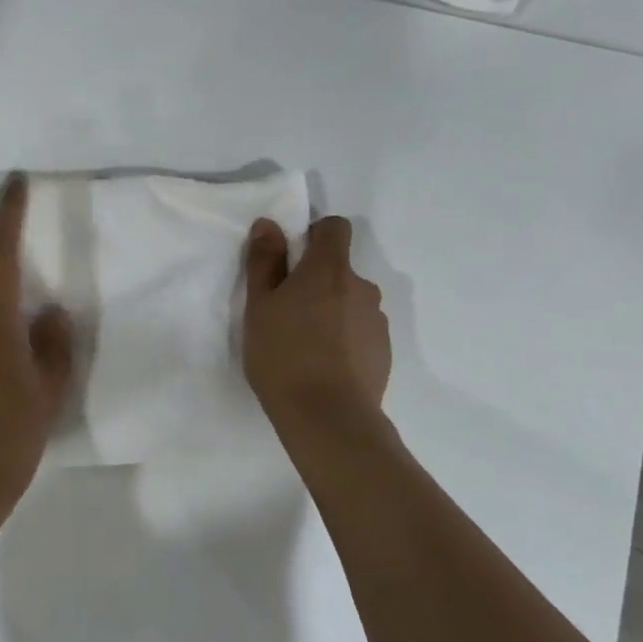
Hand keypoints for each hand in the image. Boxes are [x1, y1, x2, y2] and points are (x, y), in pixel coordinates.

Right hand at [242, 216, 391, 429]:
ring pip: (350, 302)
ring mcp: (377, 320)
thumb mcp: (258, 306)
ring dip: (331, 311)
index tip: (291, 259)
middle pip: (339, 269)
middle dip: (316, 282)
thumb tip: (269, 224)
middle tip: (286, 312)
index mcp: (329, 269)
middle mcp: (361, 286)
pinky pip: (360, 331)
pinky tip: (323, 365)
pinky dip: (343, 338)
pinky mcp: (384, 351)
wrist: (328, 417)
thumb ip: (264, 261)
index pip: (335, 228)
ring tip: (304, 345)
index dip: (313, 235)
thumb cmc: (283, 355)